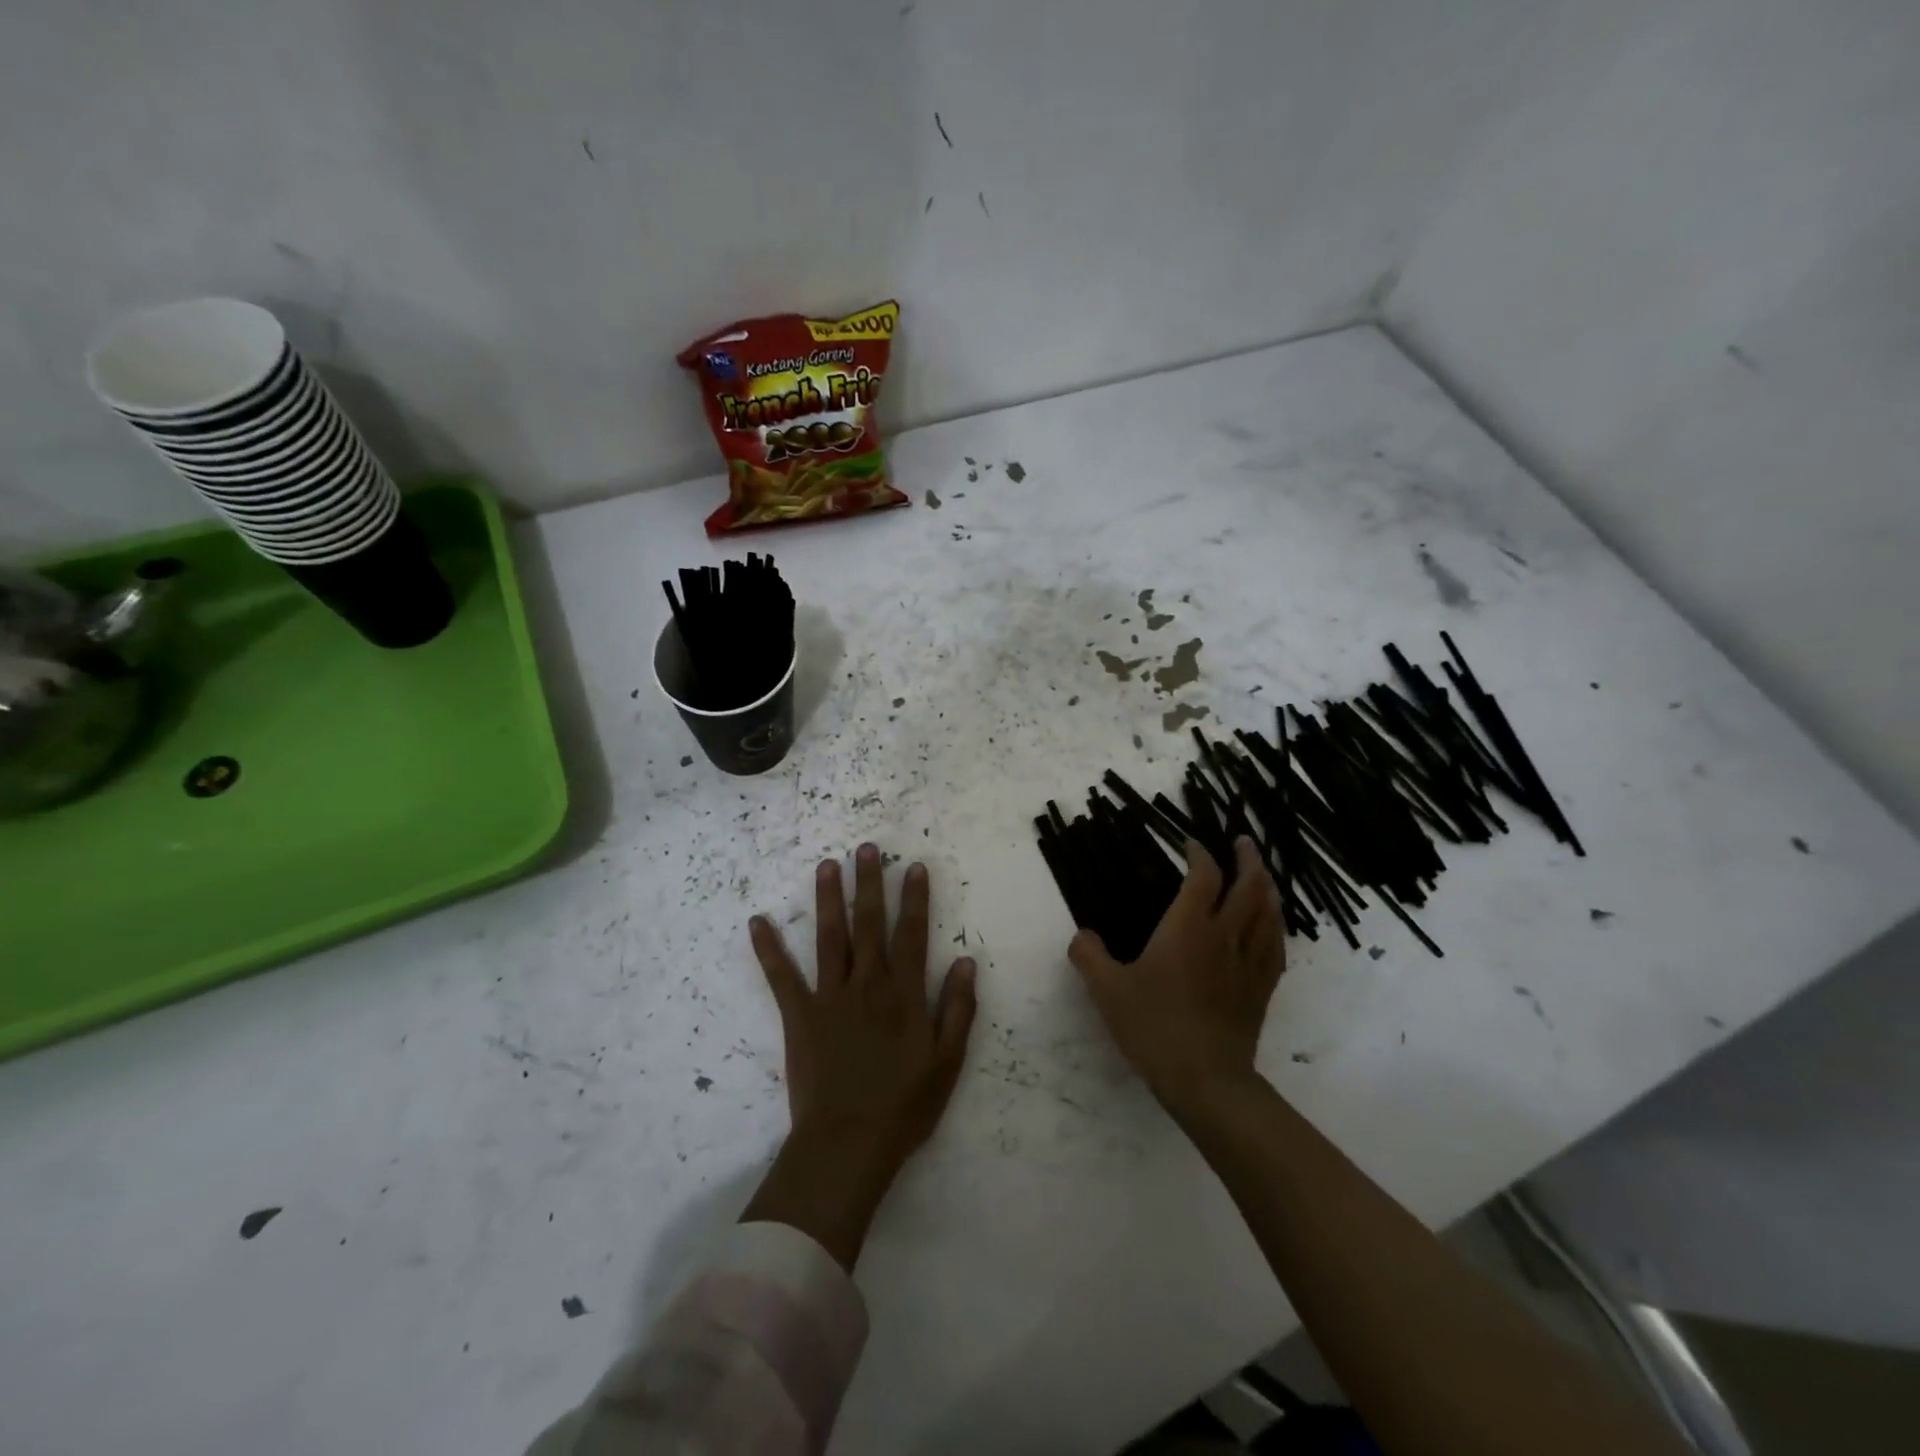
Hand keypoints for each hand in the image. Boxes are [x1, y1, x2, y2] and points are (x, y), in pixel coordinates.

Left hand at [742, 844, 978, 1267]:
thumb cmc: (904, 1105)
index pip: (912, 934)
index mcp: (904, 993)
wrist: (848, 1144)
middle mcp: (867, 983)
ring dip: (829, 899)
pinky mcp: (799, 1015)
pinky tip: (757, 922)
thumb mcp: (947, 1061)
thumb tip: (964, 960)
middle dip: (869, 883)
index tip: (913, 867)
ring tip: (826, 865)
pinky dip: (768, 949)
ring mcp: (830, 996)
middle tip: (866, 848)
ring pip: (830, 937)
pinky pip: (781, 977)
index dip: (915, 898)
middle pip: (870, 923)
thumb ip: (957, 1008)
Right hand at [1069, 837, 1284, 1112]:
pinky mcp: (1262, 989)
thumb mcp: (1107, 990)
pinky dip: (1275, 926)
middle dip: (1247, 859)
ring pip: (1269, 913)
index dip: (1199, 854)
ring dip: (1267, 887)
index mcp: (1189, 928)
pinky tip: (1271, 928)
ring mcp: (1249, 963)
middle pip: (1249, 886)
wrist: (1206, 1079)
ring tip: (1262, 876)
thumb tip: (1081, 935)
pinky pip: (1276, 946)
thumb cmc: (1155, 1026)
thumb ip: (1089, 956)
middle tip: (1242, 843)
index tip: (1191, 844)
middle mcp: (1225, 936)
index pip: (1203, 876)